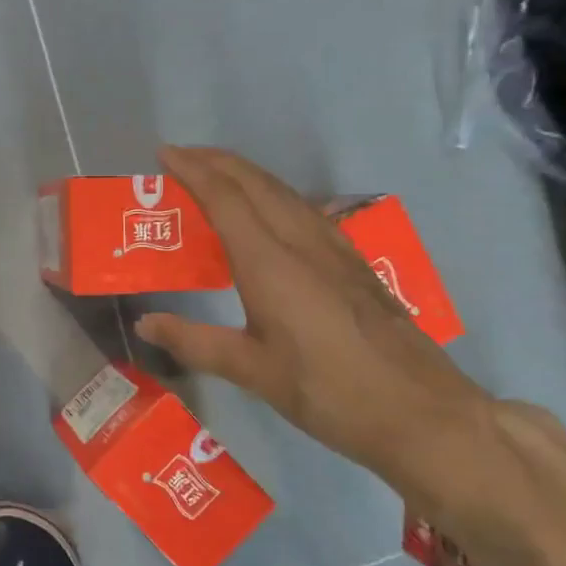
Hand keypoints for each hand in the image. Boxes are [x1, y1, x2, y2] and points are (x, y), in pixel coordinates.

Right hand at [135, 146, 495, 498]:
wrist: (421, 412)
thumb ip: (195, 342)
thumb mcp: (253, 371)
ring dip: (246, 173)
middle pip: (256, 182)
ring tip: (216, 174)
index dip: (193, 171)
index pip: (225, 199)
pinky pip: (304, 208)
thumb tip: (144, 322)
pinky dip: (272, 193)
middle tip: (182, 155)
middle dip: (217, 161)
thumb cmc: (329, 393)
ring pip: (284, 191)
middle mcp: (302, 243)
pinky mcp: (353, 262)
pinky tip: (269, 210)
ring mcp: (334, 249)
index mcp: (270, 264)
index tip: (165, 153)